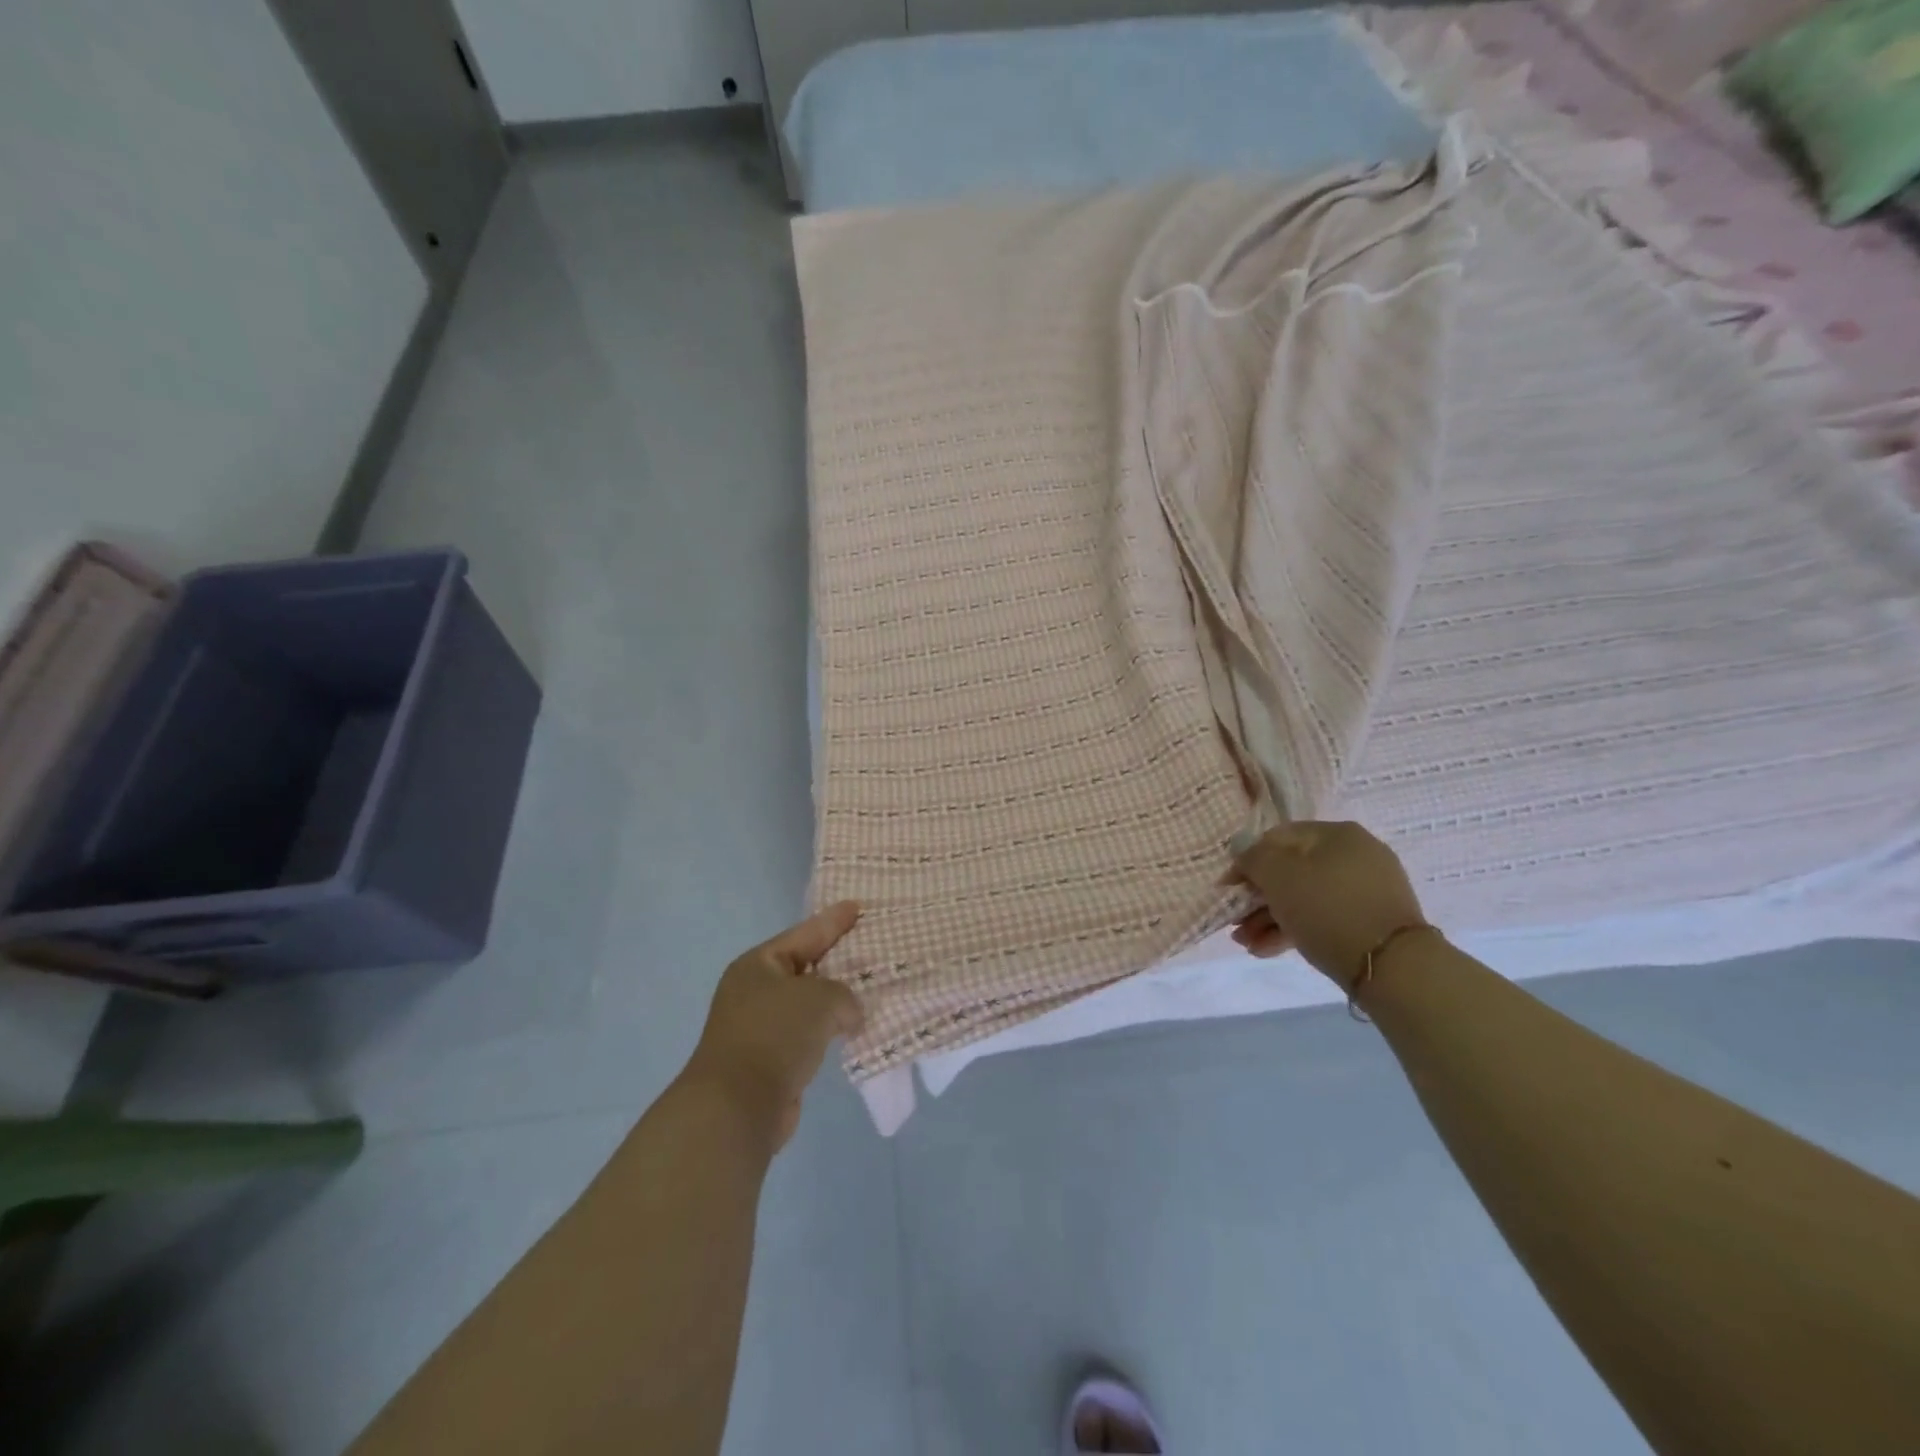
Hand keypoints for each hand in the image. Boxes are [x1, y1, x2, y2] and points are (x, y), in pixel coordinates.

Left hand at [682, 901, 865, 1148]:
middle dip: (836, 960)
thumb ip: (844, 995)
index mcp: (759, 964)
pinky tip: (852, 1030)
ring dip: (834, 1001)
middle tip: (868, 945)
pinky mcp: (769, 1060)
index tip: (857, 906)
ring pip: (806, 1004)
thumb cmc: (776, 1035)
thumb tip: (848, 1016)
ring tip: (868, 990)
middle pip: (804, 967)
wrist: (737, 1106)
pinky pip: (807, 1034)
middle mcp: (754, 990)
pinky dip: (828, 1030)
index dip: (832, 921)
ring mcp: (758, 1026)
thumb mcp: (821, 998)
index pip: (804, 934)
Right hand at [1229, 821, 1427, 988]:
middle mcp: (1355, 855)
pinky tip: (1267, 950)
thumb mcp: (1278, 875)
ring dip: (1270, 918)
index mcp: (1336, 834)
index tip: (1227, 889)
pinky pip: (1324, 917)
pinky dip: (1295, 929)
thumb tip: (1242, 849)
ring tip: (1246, 943)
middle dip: (1257, 898)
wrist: (1394, 967)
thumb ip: (1253, 857)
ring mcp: (1366, 889)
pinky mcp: (1371, 921)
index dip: (1247, 861)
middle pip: (1291, 870)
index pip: (1277, 838)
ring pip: (1305, 897)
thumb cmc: (1327, 908)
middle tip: (1235, 922)